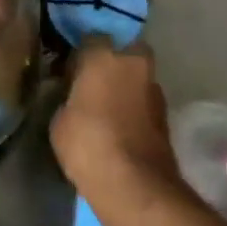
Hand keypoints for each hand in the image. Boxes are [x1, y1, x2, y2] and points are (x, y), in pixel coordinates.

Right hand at [51, 41, 184, 221]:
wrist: (135, 186)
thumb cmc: (88, 143)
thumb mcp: (60, 120)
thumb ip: (68, 98)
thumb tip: (74, 97)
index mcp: (104, 56)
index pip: (90, 39)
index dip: (79, 55)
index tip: (68, 72)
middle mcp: (134, 64)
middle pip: (123, 52)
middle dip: (112, 62)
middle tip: (92, 83)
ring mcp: (154, 90)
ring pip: (136, 77)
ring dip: (125, 86)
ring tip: (106, 108)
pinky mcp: (166, 117)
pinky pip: (143, 102)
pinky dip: (134, 108)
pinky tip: (120, 126)